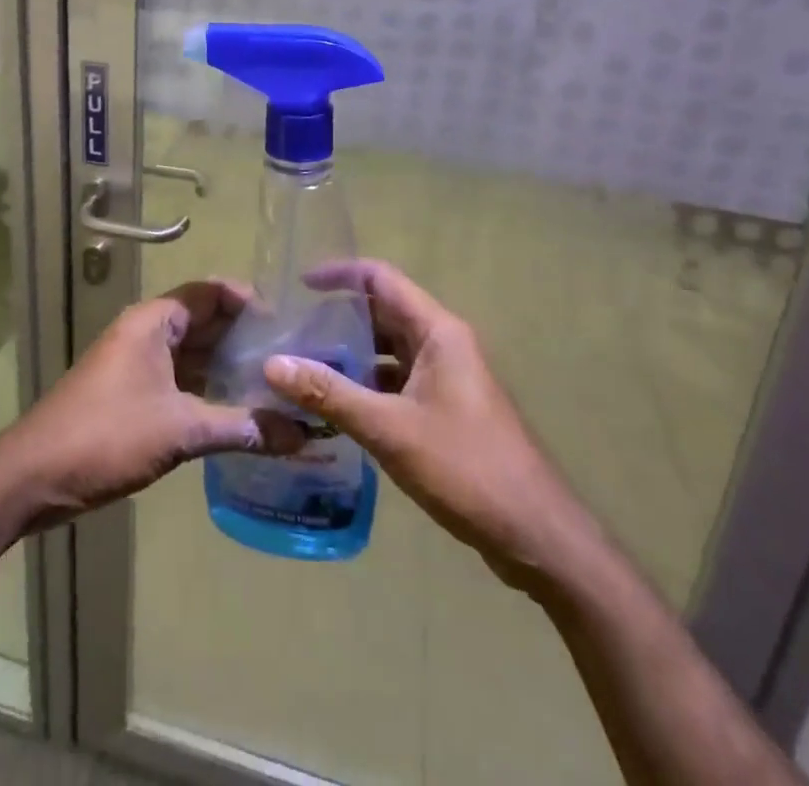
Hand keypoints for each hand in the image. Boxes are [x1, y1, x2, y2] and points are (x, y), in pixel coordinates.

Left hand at [0, 280, 301, 530]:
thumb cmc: (107, 435)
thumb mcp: (180, 430)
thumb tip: (300, 434)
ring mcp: (137, 363)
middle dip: (246, 339)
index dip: (250, 302)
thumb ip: (241, 427)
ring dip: (229, 367)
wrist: (33, 476)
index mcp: (154, 321)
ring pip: (193, 354)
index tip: (289, 323)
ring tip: (277, 385)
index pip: (212, 292)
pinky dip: (208, 390)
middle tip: (293, 358)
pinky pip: (180, 379)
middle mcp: (146, 332)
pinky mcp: (132, 393)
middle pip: (205, 322)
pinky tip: (240, 411)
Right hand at [262, 260, 585, 592]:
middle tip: (290, 334)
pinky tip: (333, 409)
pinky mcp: (446, 409)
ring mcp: (446, 378)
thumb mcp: (389, 428)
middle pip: (382, 313)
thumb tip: (273, 364)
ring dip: (349, 356)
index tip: (298, 285)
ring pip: (388, 351)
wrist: (536, 534)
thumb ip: (329, 393)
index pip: (381, 279)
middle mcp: (442, 344)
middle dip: (337, 320)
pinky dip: (366, 386)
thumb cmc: (466, 467)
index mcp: (437, 331)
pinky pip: (397, 382)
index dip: (339, 274)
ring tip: (302, 369)